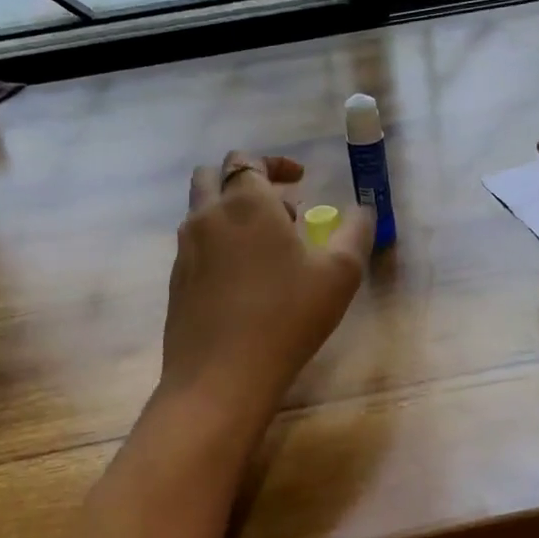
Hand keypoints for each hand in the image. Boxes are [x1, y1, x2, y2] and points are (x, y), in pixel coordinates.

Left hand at [160, 151, 375, 418]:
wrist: (220, 377)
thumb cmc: (286, 318)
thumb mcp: (339, 274)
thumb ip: (355, 232)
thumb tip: (362, 210)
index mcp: (245, 203)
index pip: (248, 160)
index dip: (276, 163)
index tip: (301, 179)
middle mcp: (208, 216)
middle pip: (213, 176)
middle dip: (247, 181)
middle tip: (282, 210)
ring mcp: (185, 249)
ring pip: (202, 210)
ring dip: (232, 212)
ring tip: (269, 248)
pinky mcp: (176, 280)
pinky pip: (196, 244)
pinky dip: (220, 242)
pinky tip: (245, 280)